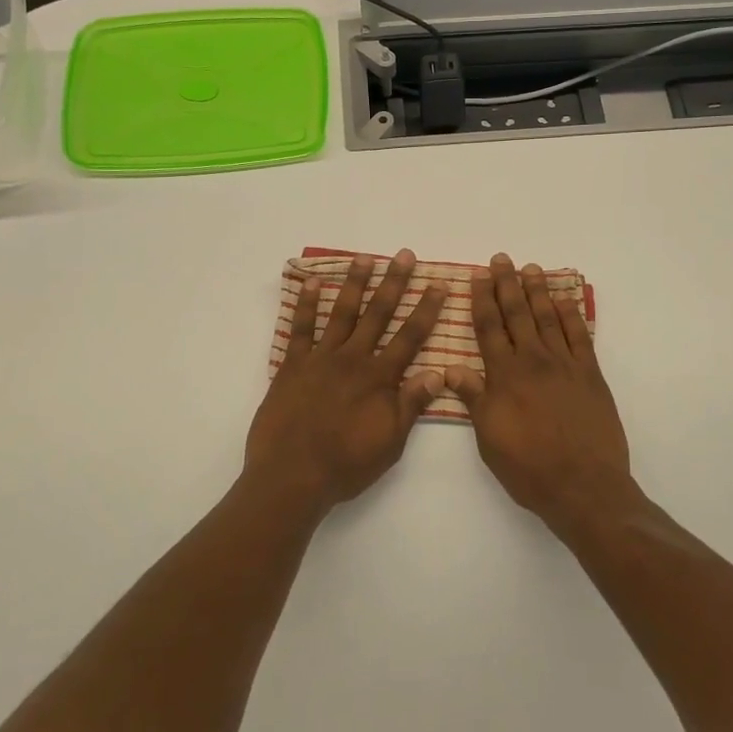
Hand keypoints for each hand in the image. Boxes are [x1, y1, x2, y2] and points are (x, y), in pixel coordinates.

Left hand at [244, 250, 446, 514]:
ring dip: (355, 284)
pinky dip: (307, 305)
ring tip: (365, 257)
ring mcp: (320, 359)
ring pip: (342, 313)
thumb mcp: (390, 442)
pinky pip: (300, 329)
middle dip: (394, 283)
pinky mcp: (292, 366)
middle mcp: (353, 359)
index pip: (410, 337)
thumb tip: (440, 372)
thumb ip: (412, 404)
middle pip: (378, 314)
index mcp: (379, 378)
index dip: (426, 309)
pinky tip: (314, 283)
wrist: (292, 476)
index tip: (438, 284)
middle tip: (404, 255)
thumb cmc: (346, 464)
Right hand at [445, 254, 642, 538]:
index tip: (478, 276)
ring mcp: (565, 365)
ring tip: (531, 268)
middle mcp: (533, 361)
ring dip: (538, 291)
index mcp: (504, 375)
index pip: (489, 328)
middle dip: (507, 284)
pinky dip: (571, 314)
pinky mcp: (590, 375)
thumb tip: (450, 368)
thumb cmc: (528, 467)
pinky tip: (564, 299)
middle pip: (518, 314)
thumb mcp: (489, 438)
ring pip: (548, 317)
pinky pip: (580, 335)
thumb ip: (473, 398)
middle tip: (502, 259)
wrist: (583, 485)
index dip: (482, 300)